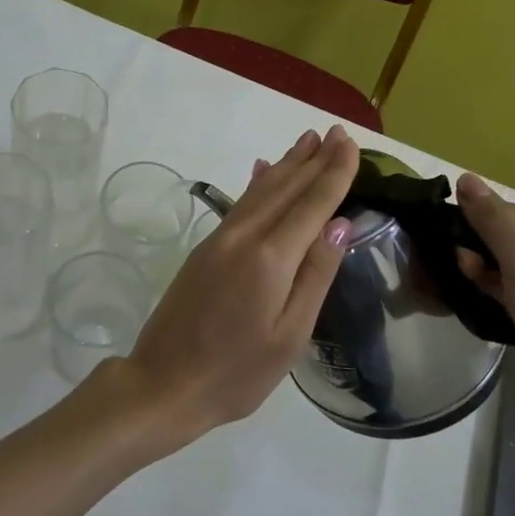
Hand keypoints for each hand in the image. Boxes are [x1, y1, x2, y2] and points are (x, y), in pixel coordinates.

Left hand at [120, 126, 360, 448]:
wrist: (163, 383)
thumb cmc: (236, 372)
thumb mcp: (289, 335)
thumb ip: (316, 275)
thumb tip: (340, 224)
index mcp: (270, 258)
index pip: (312, 203)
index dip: (334, 172)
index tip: (351, 143)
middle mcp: (243, 236)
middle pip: (285, 187)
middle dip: (313, 159)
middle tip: (336, 132)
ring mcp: (219, 240)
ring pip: (260, 190)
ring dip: (286, 164)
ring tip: (307, 140)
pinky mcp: (204, 249)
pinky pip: (240, 203)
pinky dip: (257, 183)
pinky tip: (262, 171)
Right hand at [453, 173, 514, 435]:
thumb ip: (492, 220)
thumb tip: (465, 177)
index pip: (512, 214)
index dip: (476, 223)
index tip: (441, 237)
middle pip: (509, 241)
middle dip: (476, 250)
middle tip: (446, 264)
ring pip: (508, 271)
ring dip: (480, 274)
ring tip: (452, 284)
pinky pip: (514, 297)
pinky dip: (492, 296)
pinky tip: (469, 301)